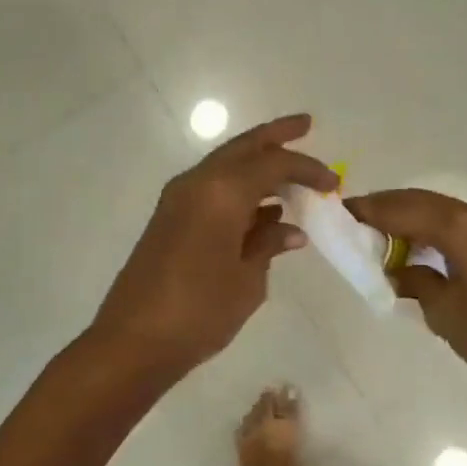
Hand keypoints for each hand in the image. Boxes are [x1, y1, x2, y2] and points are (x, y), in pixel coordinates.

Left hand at [90, 114, 336, 380]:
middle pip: (243, 148)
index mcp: (221, 192)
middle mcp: (197, 183)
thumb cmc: (199, 312)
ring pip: (225, 165)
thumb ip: (269, 245)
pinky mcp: (169, 218)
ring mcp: (178, 199)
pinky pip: (212, 189)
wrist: (133, 341)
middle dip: (275, 135)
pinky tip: (263, 210)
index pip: (273, 163)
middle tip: (306, 124)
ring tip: (290, 170)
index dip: (307, 168)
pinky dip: (239, 190)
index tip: (333, 184)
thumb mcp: (247, 280)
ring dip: (257, 164)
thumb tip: (290, 229)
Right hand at [346, 189, 466, 402]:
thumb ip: (415, 283)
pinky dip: (427, 227)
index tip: (338, 213)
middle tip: (353, 222)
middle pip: (418, 200)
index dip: (368, 210)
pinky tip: (413, 246)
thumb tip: (398, 271)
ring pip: (436, 208)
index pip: (402, 209)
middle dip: (384, 208)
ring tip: (376, 235)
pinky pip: (453, 221)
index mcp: (460, 229)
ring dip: (406, 216)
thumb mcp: (445, 314)